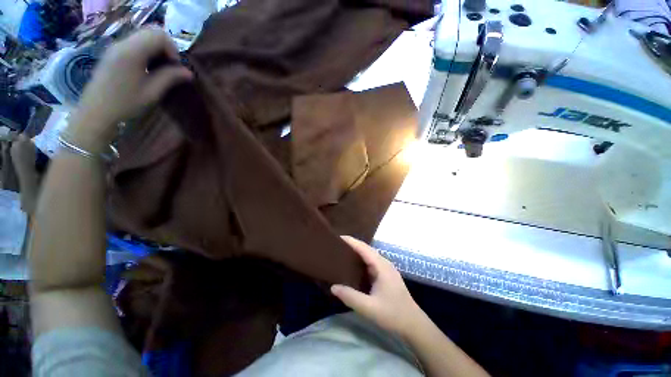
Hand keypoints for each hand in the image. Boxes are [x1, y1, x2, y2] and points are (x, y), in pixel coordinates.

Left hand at [69, 28, 192, 151]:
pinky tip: (146, 67)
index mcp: (132, 52)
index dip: (172, 49)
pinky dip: (146, 51)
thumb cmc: (125, 103)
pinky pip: (134, 43)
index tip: (175, 67)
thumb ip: (170, 78)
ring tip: (159, 68)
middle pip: (151, 32)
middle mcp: (123, 43)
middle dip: (165, 47)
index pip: (159, 35)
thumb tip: (189, 72)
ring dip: (156, 49)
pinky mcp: (113, 52)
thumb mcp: (152, 92)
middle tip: (169, 67)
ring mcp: (116, 46)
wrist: (96, 111)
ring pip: (143, 36)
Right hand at [331, 236, 424, 339]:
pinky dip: (361, 260)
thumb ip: (351, 297)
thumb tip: (333, 287)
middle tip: (337, 245)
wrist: (414, 324)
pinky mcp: (386, 275)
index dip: (351, 241)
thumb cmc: (393, 315)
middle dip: (352, 244)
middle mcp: (384, 263)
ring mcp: (386, 269)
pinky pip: (371, 262)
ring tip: (342, 252)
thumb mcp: (369, 308)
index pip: (364, 248)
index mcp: (381, 266)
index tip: (338, 237)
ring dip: (357, 252)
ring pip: (369, 255)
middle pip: (366, 249)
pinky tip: (353, 266)